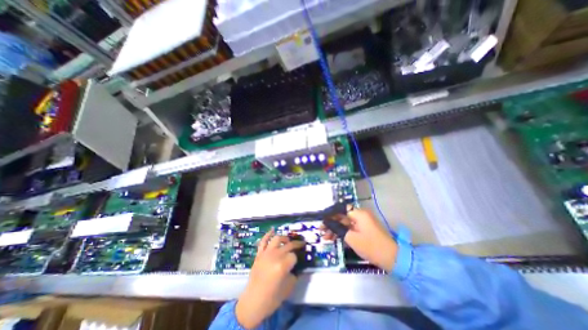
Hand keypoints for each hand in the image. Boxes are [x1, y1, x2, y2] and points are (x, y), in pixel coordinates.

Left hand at [234, 230, 302, 328]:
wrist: (253, 302)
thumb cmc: (272, 298)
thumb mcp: (289, 287)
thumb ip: (294, 274)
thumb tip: (296, 266)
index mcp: (282, 265)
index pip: (294, 255)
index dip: (297, 259)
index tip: (297, 262)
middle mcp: (275, 255)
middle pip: (288, 245)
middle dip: (296, 244)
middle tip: (301, 245)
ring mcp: (266, 253)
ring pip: (277, 239)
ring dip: (284, 238)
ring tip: (288, 241)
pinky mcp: (259, 254)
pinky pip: (263, 241)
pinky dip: (268, 234)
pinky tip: (272, 230)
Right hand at [324, 208, 396, 269]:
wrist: (392, 259)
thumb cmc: (371, 246)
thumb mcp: (351, 238)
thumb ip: (337, 228)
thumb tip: (326, 222)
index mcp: (359, 213)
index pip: (341, 209)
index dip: (330, 213)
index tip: (321, 219)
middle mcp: (360, 215)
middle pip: (342, 216)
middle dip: (331, 223)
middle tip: (321, 230)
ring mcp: (362, 223)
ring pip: (345, 223)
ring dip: (335, 229)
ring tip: (325, 237)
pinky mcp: (363, 230)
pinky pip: (350, 229)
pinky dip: (342, 233)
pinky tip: (334, 239)